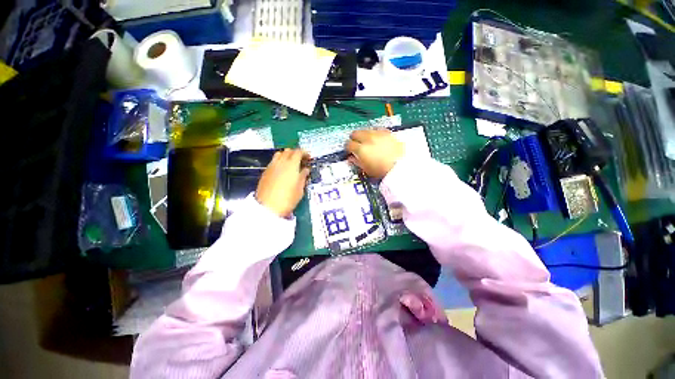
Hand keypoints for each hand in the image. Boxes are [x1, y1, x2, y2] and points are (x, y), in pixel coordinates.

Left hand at [256, 149, 309, 217]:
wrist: (268, 207)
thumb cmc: (288, 199)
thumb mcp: (300, 189)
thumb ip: (303, 176)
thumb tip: (306, 169)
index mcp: (291, 165)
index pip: (298, 152)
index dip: (305, 153)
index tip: (309, 157)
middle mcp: (281, 162)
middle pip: (288, 151)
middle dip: (296, 153)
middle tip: (302, 160)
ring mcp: (271, 166)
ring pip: (279, 154)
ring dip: (287, 156)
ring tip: (292, 164)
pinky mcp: (265, 172)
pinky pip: (274, 161)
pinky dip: (280, 161)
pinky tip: (283, 170)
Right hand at [346, 128, 404, 177]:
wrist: (400, 167)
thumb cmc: (382, 171)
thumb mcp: (366, 169)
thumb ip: (356, 162)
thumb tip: (351, 158)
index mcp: (361, 149)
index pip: (349, 144)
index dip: (348, 148)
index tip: (350, 151)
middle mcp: (368, 138)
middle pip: (355, 133)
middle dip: (354, 138)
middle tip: (356, 144)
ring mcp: (378, 134)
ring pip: (365, 129)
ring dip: (364, 135)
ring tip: (367, 141)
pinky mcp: (387, 132)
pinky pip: (377, 129)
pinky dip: (374, 133)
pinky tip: (376, 138)